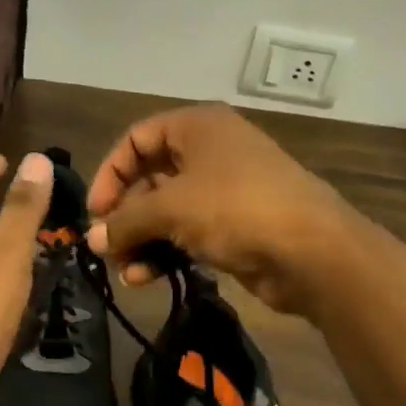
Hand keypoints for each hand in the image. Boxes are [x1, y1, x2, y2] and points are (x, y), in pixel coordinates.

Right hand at [84, 105, 354, 315]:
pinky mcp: (234, 226)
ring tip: (127, 273)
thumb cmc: (235, 209)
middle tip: (107, 249)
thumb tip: (94, 240)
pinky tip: (148, 278)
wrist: (311, 251)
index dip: (110, 173)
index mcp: (197, 127)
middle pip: (150, 178)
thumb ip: (126, 221)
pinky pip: (188, 233)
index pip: (136, 139)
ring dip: (142, 240)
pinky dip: (166, 252)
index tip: (95, 213)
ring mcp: (225, 190)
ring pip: (168, 211)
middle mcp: (210, 151)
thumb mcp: (171, 208)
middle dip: (126, 216)